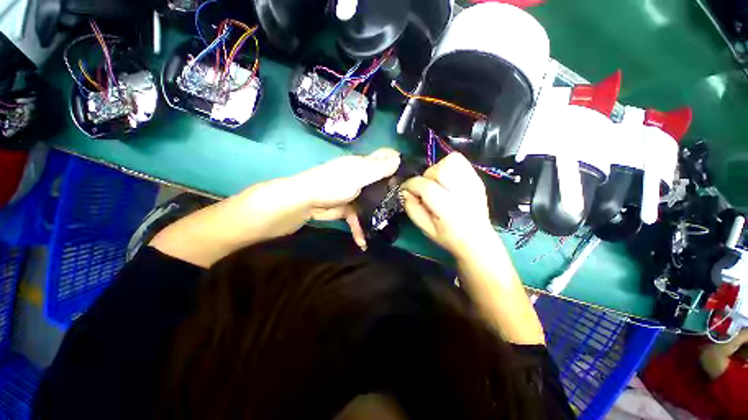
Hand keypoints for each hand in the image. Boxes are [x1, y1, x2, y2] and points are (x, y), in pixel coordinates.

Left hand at [291, 148, 400, 248]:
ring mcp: (354, 194)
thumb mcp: (358, 174)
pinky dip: (360, 229)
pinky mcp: (347, 209)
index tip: (411, 179)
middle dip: (392, 193)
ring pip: (372, 203)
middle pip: (381, 183)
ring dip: (378, 215)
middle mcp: (360, 178)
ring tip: (388, 227)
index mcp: (363, 165)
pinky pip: (358, 218)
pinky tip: (364, 242)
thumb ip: (378, 168)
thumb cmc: (332, 184)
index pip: (385, 160)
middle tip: (405, 206)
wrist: (304, 202)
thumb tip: (399, 158)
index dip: (398, 166)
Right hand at [401, 152, 495, 260]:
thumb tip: (406, 191)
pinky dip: (448, 166)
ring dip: (438, 169)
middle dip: (425, 177)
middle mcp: (463, 193)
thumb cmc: (449, 236)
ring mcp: (473, 183)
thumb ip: (412, 208)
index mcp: (449, 210)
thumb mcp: (425, 228)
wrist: (477, 239)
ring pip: (450, 161)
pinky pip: (460, 161)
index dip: (411, 185)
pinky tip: (446, 180)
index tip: (406, 189)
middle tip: (425, 189)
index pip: (426, 187)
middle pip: (439, 170)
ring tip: (437, 182)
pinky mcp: (477, 179)